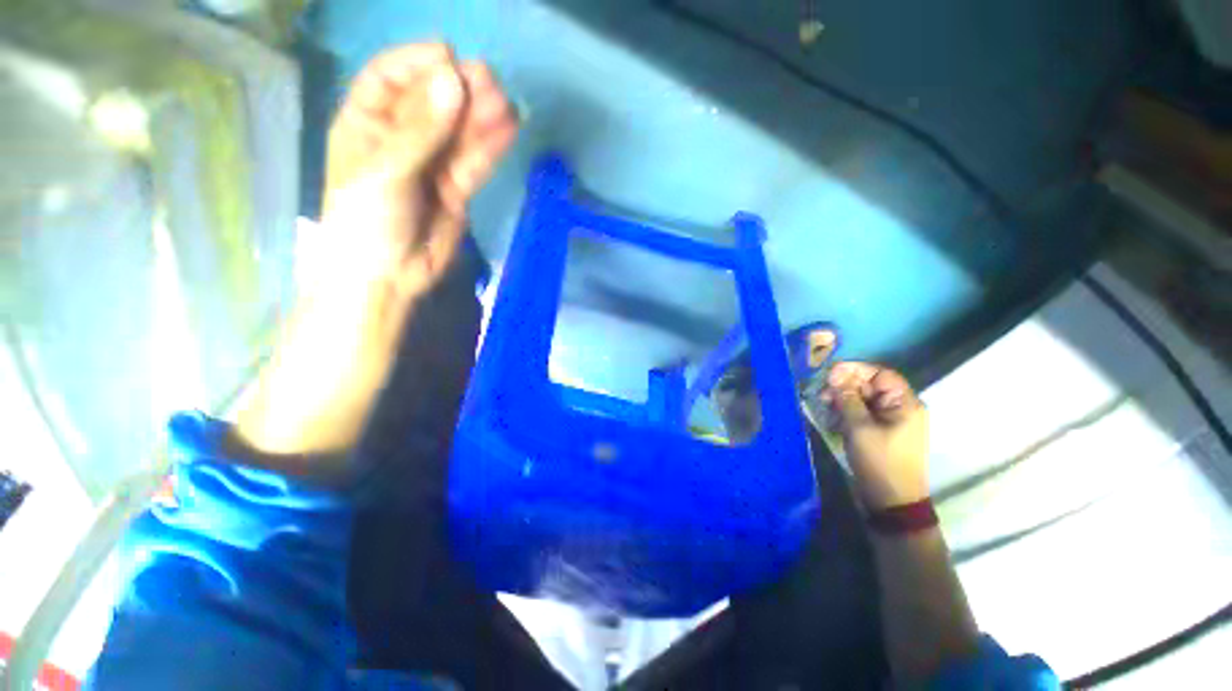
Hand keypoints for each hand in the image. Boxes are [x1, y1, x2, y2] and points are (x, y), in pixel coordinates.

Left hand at [233, 44, 517, 462]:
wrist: (390, 278)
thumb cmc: (368, 222)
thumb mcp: (386, 172)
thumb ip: (421, 130)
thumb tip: (454, 81)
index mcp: (365, 125)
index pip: (388, 80)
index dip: (417, 64)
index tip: (450, 59)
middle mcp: (400, 139)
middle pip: (432, 104)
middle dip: (459, 91)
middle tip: (489, 82)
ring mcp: (431, 165)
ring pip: (459, 134)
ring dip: (482, 118)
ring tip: (506, 103)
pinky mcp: (456, 190)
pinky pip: (474, 163)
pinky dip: (491, 147)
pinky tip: (509, 129)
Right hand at [821, 362, 929, 510]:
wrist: (892, 500)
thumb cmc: (879, 461)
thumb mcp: (859, 427)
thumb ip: (847, 398)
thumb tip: (835, 375)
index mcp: (905, 404)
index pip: (880, 374)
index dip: (855, 370)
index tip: (830, 374)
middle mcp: (900, 408)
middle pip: (871, 386)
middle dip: (845, 386)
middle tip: (823, 393)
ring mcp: (891, 421)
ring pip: (863, 399)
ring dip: (842, 399)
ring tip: (823, 405)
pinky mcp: (880, 432)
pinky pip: (862, 413)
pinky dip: (846, 411)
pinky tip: (831, 417)